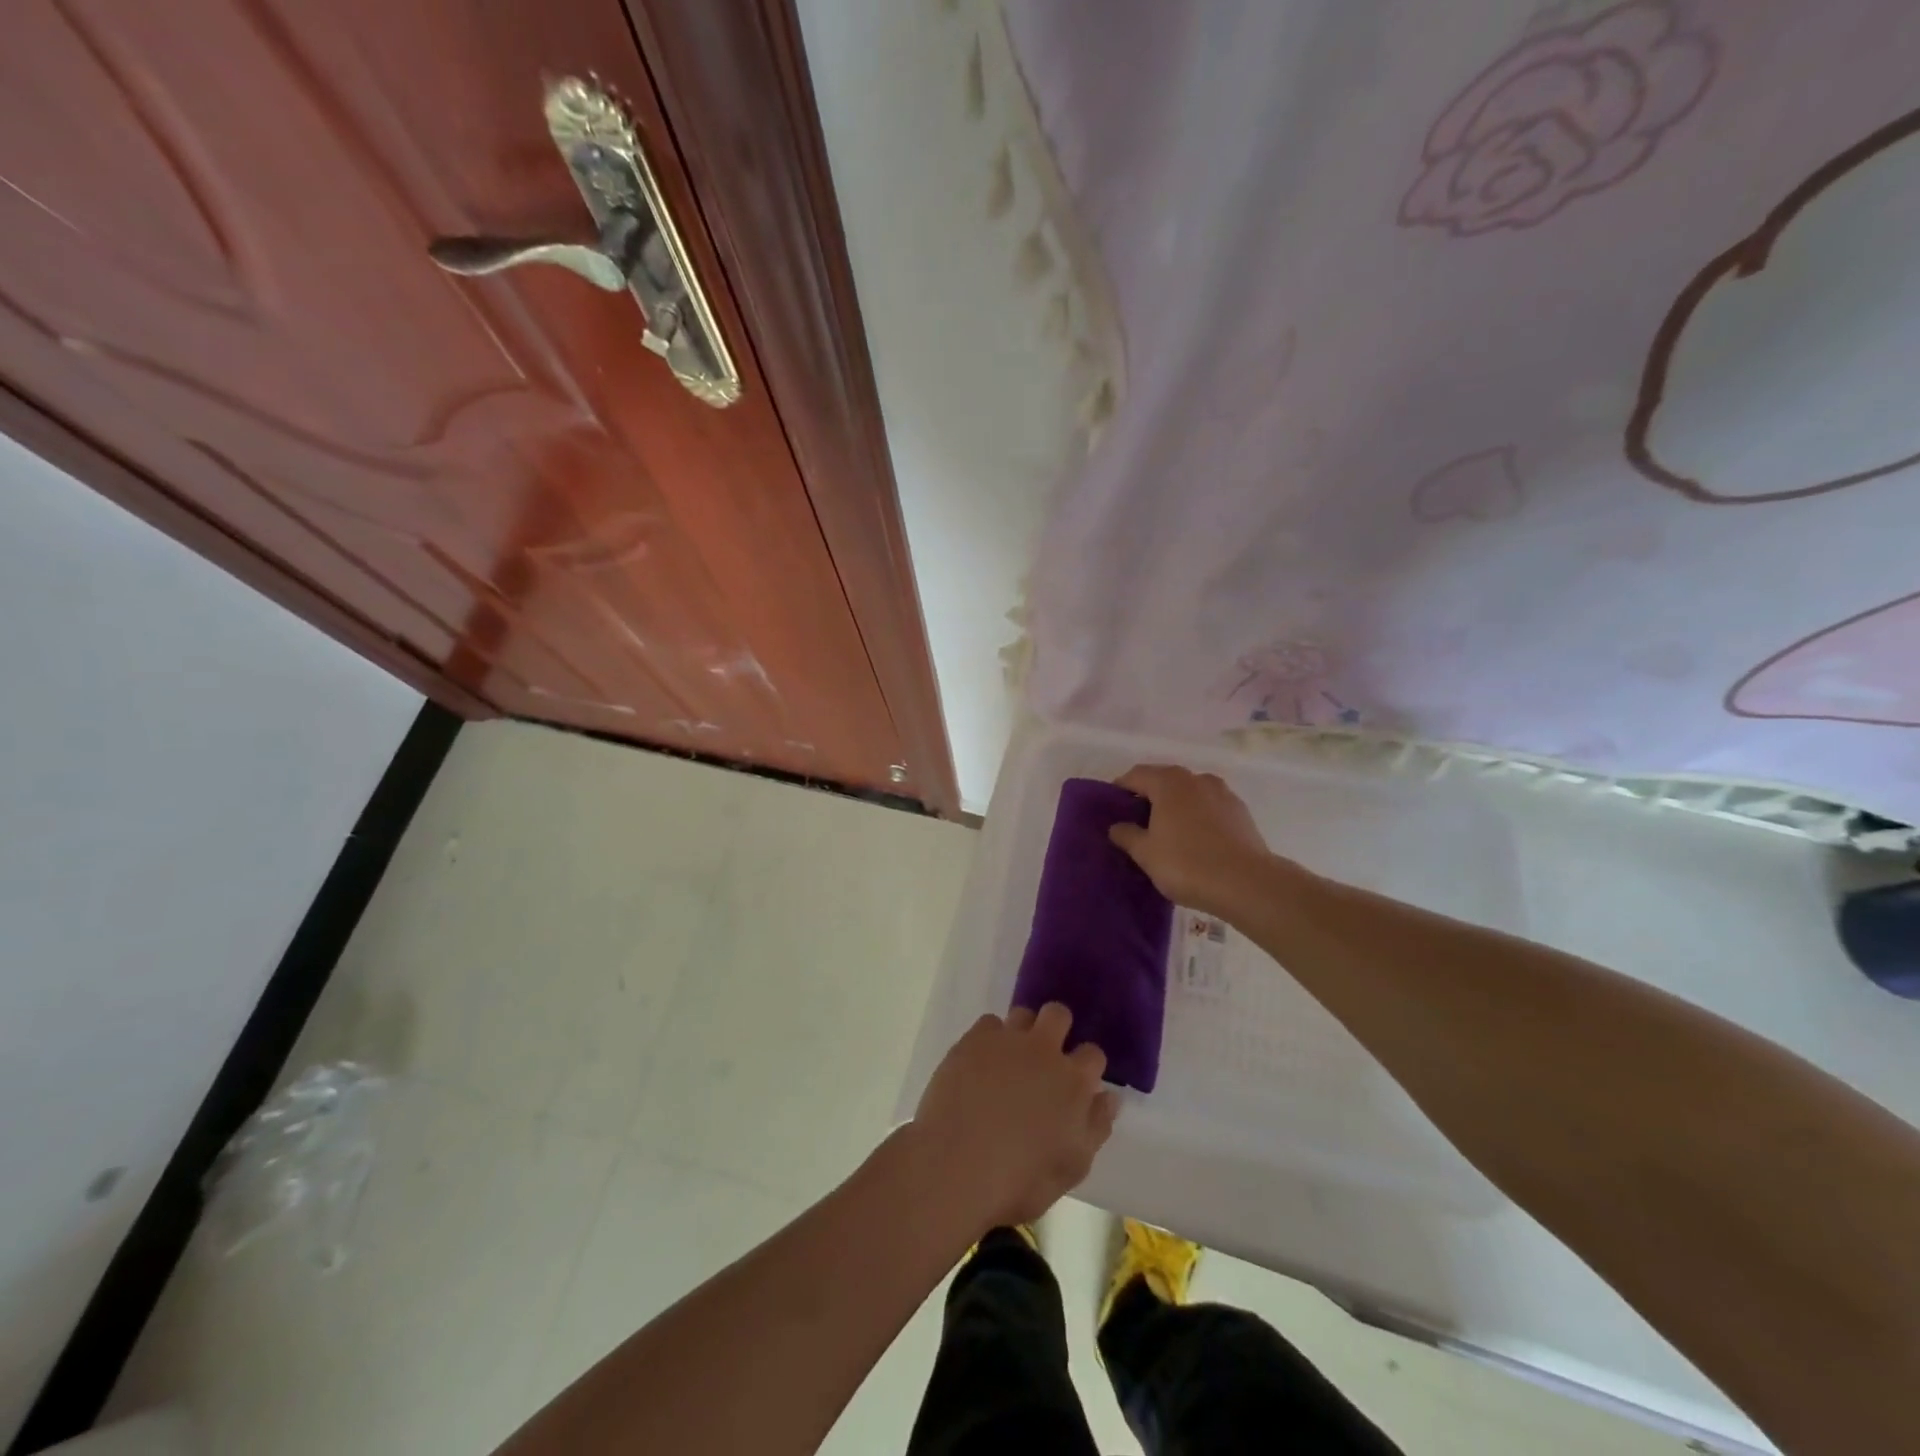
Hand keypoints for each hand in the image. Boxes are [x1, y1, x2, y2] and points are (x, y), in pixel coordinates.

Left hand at [910, 1004, 1117, 1230]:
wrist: (956, 1167)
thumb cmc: (1019, 1180)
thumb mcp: (1072, 1167)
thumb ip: (1096, 1127)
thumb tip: (1109, 1097)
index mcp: (1073, 1082)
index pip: (1093, 1054)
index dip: (1086, 1066)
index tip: (1076, 1083)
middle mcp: (1044, 1050)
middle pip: (1058, 1014)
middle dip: (1057, 1029)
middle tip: (1044, 1059)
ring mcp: (1007, 1040)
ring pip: (1023, 1014)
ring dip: (1022, 1032)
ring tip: (1009, 1061)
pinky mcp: (974, 1040)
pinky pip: (989, 1024)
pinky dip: (989, 1039)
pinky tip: (981, 1064)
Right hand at [1109, 763, 1277, 919]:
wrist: (1247, 884)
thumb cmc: (1187, 863)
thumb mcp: (1146, 853)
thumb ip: (1127, 835)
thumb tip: (1117, 826)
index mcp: (1169, 782)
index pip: (1136, 775)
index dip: (1120, 788)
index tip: (1112, 806)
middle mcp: (1196, 779)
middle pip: (1165, 780)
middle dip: (1149, 796)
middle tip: (1136, 821)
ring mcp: (1223, 793)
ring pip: (1190, 793)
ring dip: (1176, 805)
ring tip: (1167, 831)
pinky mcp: (1241, 812)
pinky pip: (1210, 807)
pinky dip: (1198, 816)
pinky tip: (1195, 840)